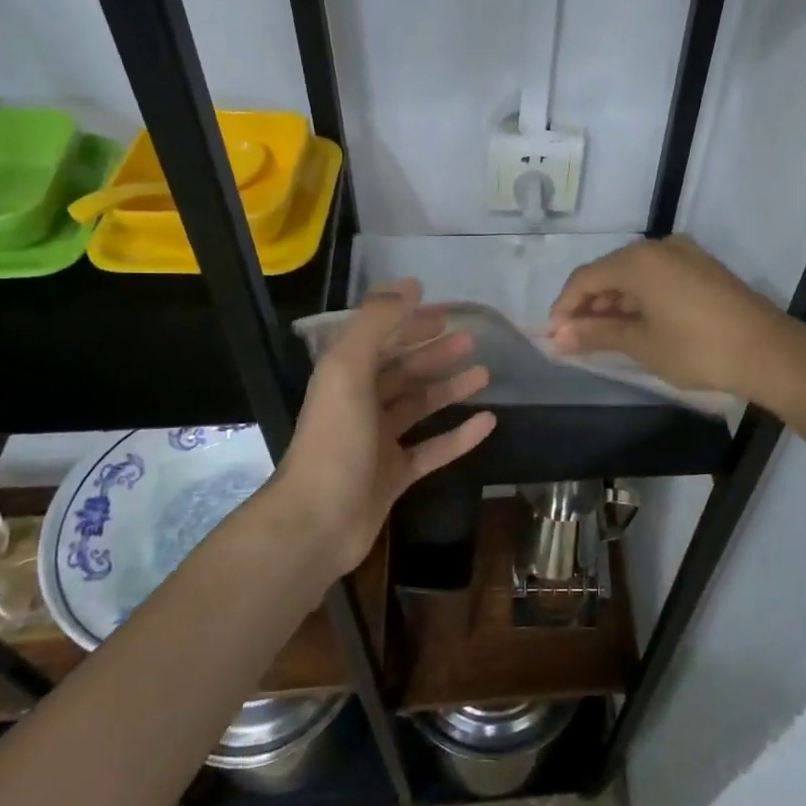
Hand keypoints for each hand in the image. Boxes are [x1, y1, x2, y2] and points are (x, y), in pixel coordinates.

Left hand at [274, 280, 494, 575]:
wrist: (317, 521)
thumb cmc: (335, 440)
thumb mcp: (349, 370)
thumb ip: (377, 323)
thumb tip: (410, 284)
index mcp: (344, 378)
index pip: (380, 341)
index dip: (409, 325)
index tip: (444, 314)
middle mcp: (360, 406)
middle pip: (402, 373)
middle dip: (434, 355)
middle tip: (471, 341)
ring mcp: (378, 443)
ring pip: (419, 407)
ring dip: (450, 390)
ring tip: (485, 374)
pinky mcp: (395, 476)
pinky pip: (433, 449)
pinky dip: (459, 436)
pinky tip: (488, 422)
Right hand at [547, 236, 794, 398]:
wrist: (768, 351)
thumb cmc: (697, 348)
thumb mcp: (641, 344)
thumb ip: (596, 334)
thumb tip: (558, 337)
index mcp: (638, 260)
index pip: (584, 279)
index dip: (563, 307)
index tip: (553, 337)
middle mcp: (659, 247)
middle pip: (608, 273)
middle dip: (588, 306)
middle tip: (574, 340)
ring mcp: (684, 255)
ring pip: (634, 275)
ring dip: (613, 304)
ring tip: (602, 337)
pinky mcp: (703, 268)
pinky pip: (657, 278)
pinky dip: (639, 300)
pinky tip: (635, 325)